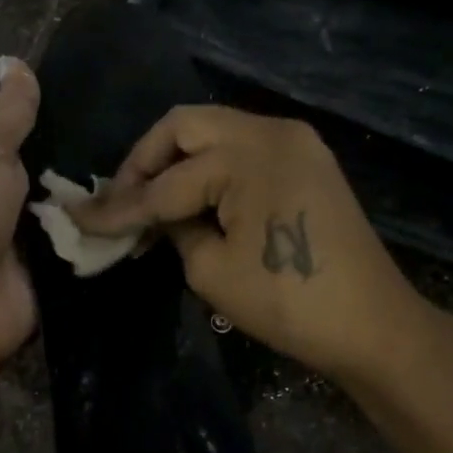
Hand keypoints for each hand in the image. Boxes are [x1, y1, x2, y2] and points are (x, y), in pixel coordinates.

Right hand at [72, 106, 422, 383]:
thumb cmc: (290, 302)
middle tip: (121, 202)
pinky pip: (241, 148)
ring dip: (175, 162)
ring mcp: (294, 141)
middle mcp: (271, 131)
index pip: (166, 183)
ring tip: (150, 203)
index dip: (119, 207)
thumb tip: (159, 215)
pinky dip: (209, 168)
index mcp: (248, 155)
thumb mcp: (211, 271)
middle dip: (144, 162)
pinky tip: (191, 200)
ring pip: (212, 131)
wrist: (374, 325)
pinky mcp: (306, 159)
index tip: (79, 219)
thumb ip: (175, 229)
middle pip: (184, 126)